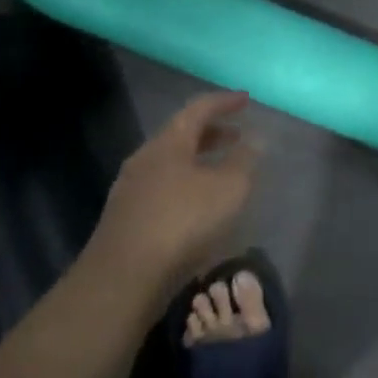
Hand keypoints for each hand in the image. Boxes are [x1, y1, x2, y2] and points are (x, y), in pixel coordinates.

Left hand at [92, 90, 258, 291]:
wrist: (123, 278)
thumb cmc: (182, 222)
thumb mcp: (228, 189)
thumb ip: (243, 161)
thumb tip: (254, 139)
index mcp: (169, 142)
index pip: (198, 109)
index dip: (224, 102)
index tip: (246, 99)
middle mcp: (145, 158)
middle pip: (181, 135)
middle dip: (212, 133)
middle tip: (238, 137)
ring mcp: (131, 189)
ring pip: (171, 163)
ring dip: (199, 162)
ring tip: (223, 173)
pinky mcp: (126, 218)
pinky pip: (163, 188)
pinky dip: (186, 185)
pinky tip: (199, 207)